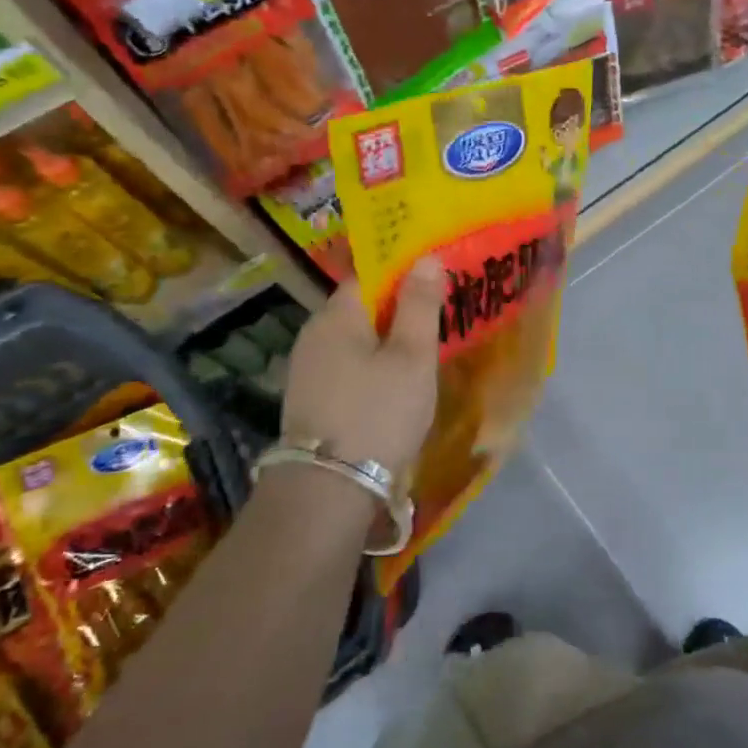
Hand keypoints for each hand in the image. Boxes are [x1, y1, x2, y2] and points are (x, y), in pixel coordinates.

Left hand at [281, 259, 443, 477]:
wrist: (329, 489)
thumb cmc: (379, 413)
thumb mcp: (412, 357)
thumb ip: (420, 305)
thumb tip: (426, 258)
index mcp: (336, 316)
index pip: (370, 276)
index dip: (405, 275)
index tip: (438, 284)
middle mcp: (314, 335)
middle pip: (361, 309)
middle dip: (398, 310)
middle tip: (440, 320)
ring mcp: (308, 370)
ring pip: (355, 341)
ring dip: (386, 342)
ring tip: (424, 353)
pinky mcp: (311, 400)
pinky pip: (348, 367)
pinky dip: (373, 367)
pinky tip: (395, 384)